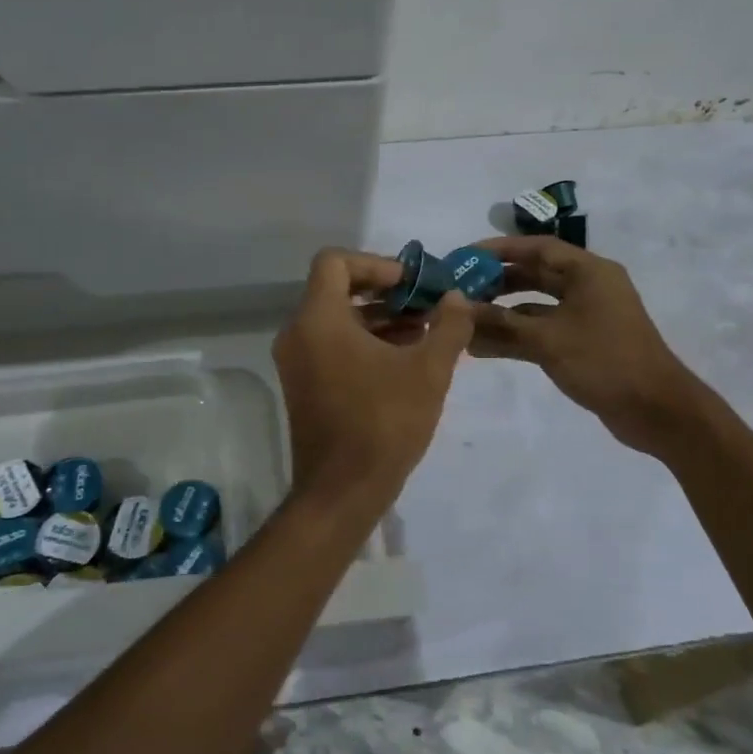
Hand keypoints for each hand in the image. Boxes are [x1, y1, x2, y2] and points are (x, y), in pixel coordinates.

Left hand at [272, 248, 473, 521]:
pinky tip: (404, 358)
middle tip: (425, 304)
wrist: (342, 491)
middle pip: (336, 290)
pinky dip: (364, 342)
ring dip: (378, 319)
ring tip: (425, 331)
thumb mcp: (429, 371)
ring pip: (336, 320)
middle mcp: (298, 333)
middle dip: (385, 293)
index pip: (335, 262)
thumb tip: (455, 298)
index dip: (376, 264)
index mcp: (318, 319)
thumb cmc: (384, 423)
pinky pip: (331, 345)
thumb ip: (448, 325)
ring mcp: (296, 361)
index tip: (411, 283)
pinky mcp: (303, 385)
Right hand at [466, 236, 706, 455]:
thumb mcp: (547, 339)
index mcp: (588, 272)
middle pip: (535, 275)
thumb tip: (461, 310)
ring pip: (535, 306)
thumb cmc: (604, 361)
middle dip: (496, 282)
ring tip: (464, 321)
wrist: (655, 410)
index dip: (498, 250)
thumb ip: (501, 323)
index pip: (537, 248)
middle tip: (459, 291)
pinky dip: (516, 335)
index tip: (464, 258)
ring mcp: (586, 316)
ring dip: (502, 313)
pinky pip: (542, 330)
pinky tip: (483, 347)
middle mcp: (588, 287)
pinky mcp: (583, 342)